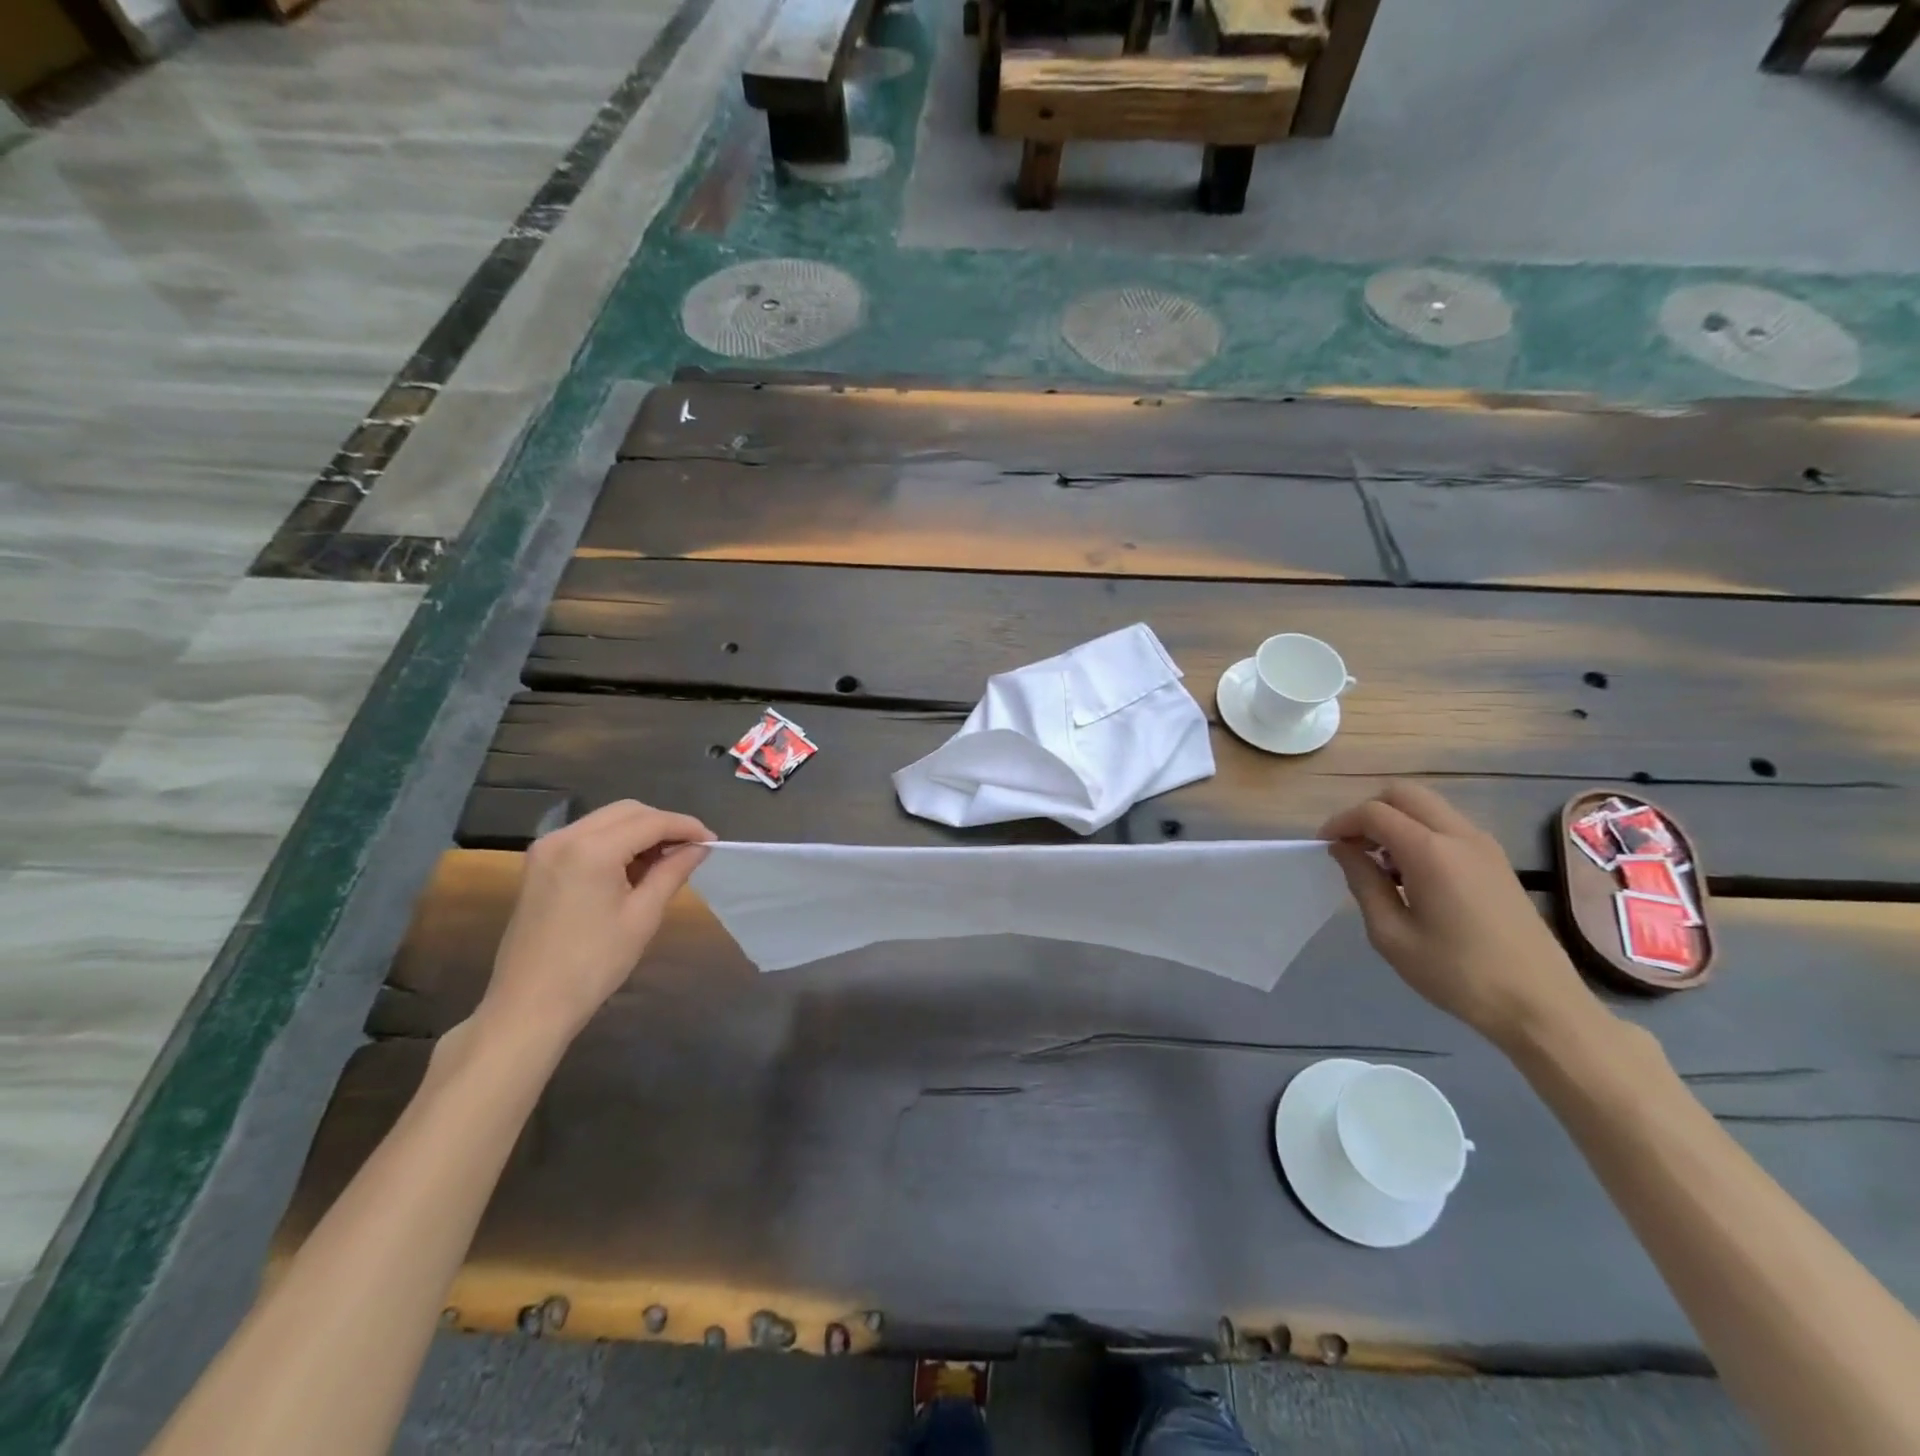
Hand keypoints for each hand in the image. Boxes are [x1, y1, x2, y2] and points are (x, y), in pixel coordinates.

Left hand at [478, 800, 713, 1049]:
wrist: (529, 1005)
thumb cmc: (593, 964)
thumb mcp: (643, 916)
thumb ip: (673, 871)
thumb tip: (699, 847)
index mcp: (591, 849)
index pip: (651, 822)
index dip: (686, 827)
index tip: (712, 841)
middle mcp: (565, 836)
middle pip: (627, 811)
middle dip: (663, 825)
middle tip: (691, 850)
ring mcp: (546, 849)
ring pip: (606, 820)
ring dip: (639, 832)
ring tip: (665, 861)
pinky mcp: (539, 864)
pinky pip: (586, 836)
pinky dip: (615, 842)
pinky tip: (632, 868)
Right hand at [1319, 782, 1599, 1052]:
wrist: (1541, 1005)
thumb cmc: (1458, 974)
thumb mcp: (1392, 935)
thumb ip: (1363, 883)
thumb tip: (1344, 849)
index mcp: (1431, 852)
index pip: (1374, 812)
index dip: (1341, 822)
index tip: (1325, 846)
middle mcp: (1460, 835)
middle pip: (1404, 794)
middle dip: (1369, 812)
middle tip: (1352, 847)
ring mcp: (1485, 845)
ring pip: (1428, 807)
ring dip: (1396, 821)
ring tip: (1380, 864)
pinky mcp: (1498, 861)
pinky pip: (1448, 826)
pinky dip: (1420, 833)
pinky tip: (1412, 875)